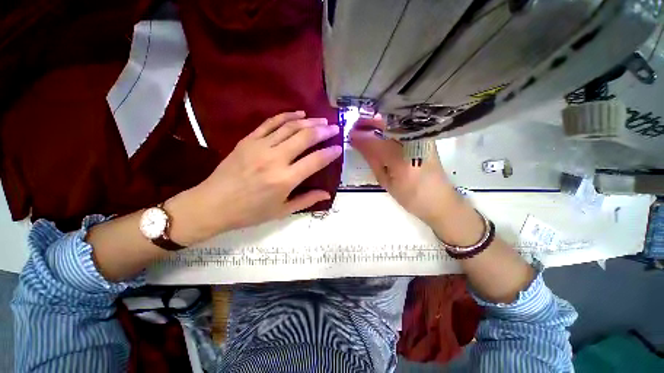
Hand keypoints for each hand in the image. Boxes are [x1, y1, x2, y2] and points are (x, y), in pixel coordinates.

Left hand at [169, 111, 341, 243]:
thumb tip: (327, 194)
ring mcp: (260, 146)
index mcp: (285, 179)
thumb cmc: (250, 212)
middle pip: (305, 138)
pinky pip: (270, 123)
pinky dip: (286, 116)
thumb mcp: (281, 211)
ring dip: (309, 122)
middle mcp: (275, 159)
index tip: (339, 148)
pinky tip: (298, 114)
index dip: (330, 153)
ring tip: (321, 120)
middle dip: (323, 131)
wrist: (212, 204)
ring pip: (290, 127)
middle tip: (334, 128)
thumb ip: (306, 200)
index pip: (315, 160)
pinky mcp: (248, 140)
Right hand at [349, 118, 458, 225]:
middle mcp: (414, 143)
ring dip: (378, 121)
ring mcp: (423, 137)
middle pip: (388, 124)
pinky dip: (390, 125)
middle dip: (369, 122)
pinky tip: (381, 129)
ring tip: (365, 127)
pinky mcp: (427, 137)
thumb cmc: (410, 196)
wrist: (439, 200)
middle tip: (356, 126)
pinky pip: (404, 125)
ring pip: (396, 121)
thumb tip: (358, 143)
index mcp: (402, 160)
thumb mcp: (386, 182)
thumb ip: (372, 159)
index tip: (350, 135)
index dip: (361, 136)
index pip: (376, 141)